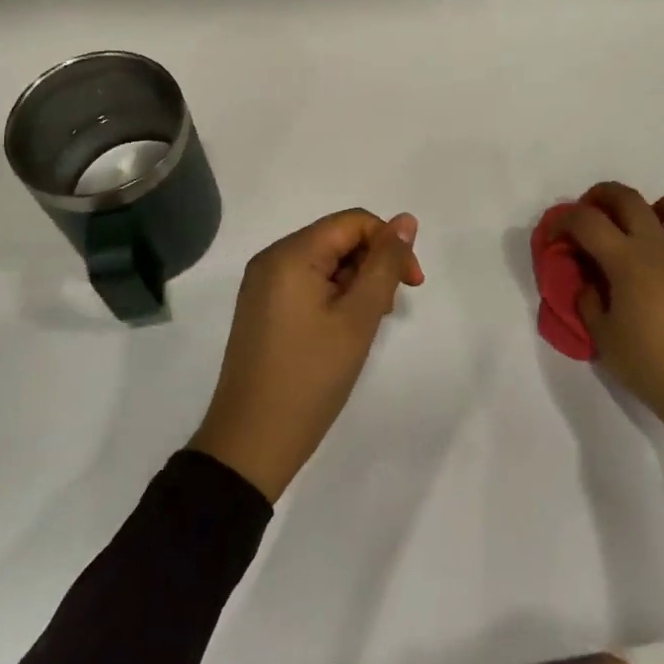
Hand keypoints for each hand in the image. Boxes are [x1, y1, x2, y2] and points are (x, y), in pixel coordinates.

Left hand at [190, 210, 424, 501]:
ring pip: (325, 263)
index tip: (412, 285)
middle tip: (386, 312)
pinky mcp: (262, 310)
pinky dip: (334, 298)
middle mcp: (272, 259)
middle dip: (372, 266)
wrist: (251, 443)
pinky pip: (307, 284)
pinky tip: (343, 331)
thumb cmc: (310, 377)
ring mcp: (263, 286)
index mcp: (290, 254)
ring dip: (356, 284)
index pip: (353, 222)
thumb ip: (384, 264)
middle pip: (338, 239)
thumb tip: (405, 220)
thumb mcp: (358, 318)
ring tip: (365, 327)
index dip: (389, 244)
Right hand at [558, 182, 663, 450]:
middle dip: (602, 196)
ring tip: (647, 224)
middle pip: (628, 198)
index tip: (554, 235)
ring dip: (658, 206)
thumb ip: (589, 302)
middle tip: (591, 212)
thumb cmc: (652, 365)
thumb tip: (591, 283)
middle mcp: (659, 246)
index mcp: (626, 259)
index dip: (563, 220)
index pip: (586, 220)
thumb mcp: (604, 338)